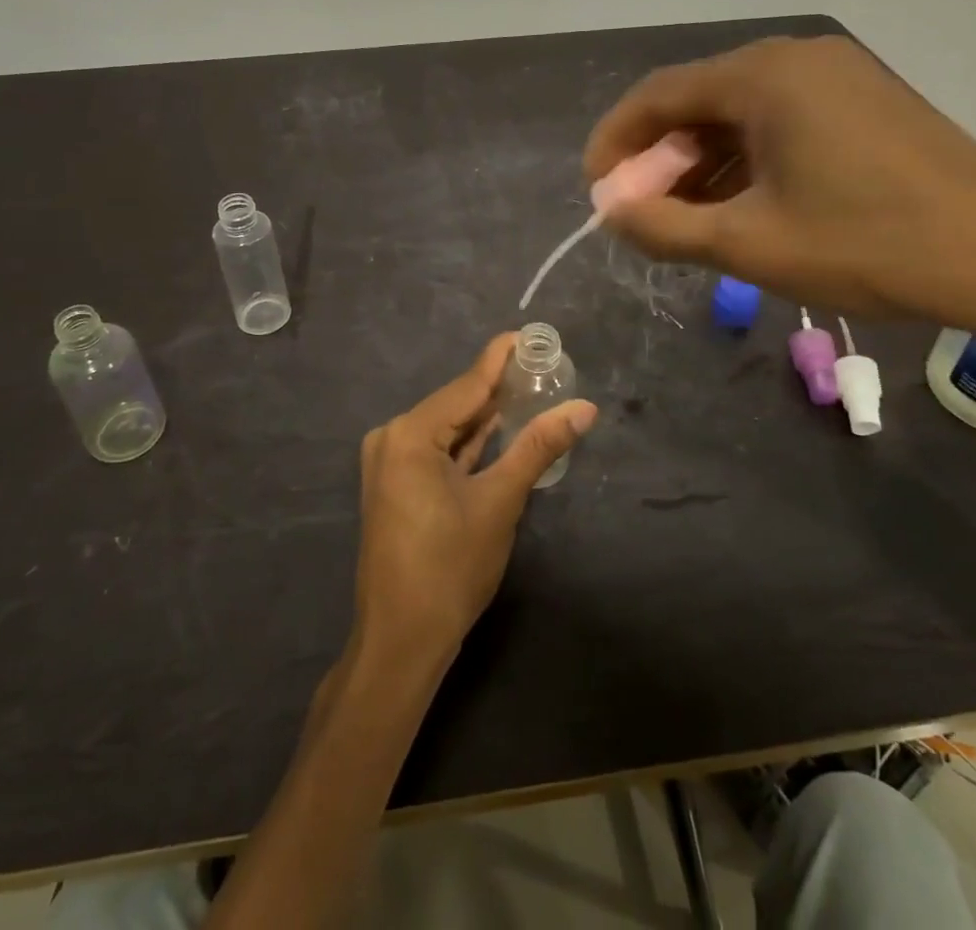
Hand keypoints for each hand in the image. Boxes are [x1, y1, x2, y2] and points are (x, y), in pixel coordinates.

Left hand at [351, 335, 597, 672]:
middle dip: (499, 387)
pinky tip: (499, 427)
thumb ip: (539, 447)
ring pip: (448, 428)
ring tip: (530, 389)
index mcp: (410, 434)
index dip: (501, 358)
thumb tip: (584, 408)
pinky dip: (468, 442)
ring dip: (486, 415)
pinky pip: (437, 449)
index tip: (532, 335)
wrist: (402, 640)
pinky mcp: (396, 483)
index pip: (467, 383)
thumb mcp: (500, 502)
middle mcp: (392, 437)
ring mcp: (390, 462)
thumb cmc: (450, 568)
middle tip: (544, 366)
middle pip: (456, 403)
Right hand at [584, 36, 975, 341]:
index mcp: (764, 76)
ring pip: (740, 114)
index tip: (596, 190)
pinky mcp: (865, 102)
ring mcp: (838, 76)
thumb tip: (610, 212)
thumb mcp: (748, 245)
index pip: (658, 94)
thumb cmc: (868, 247)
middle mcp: (797, 58)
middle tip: (642, 212)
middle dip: (659, 158)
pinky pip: (781, 122)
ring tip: (687, 219)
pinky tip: (741, 204)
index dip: (616, 142)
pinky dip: (746, 160)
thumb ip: (663, 226)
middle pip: (698, 100)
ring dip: (702, 163)